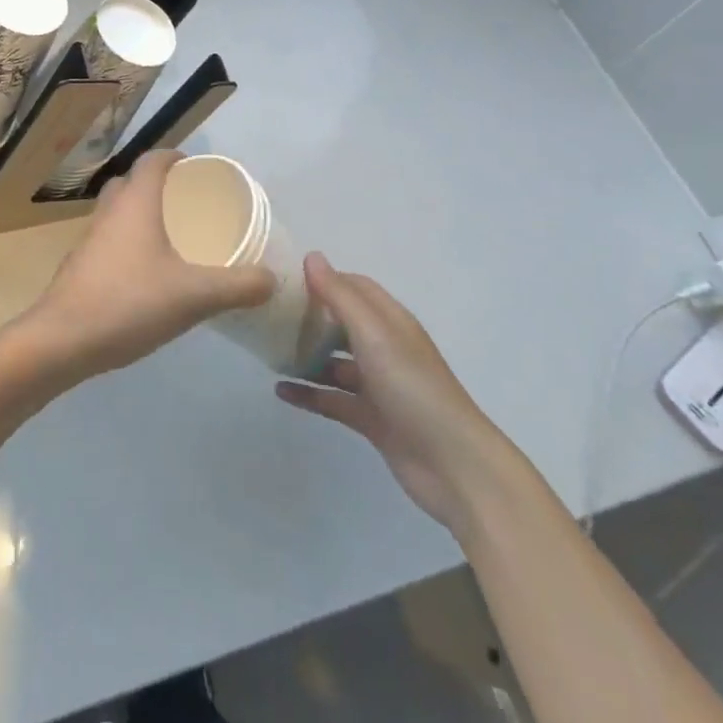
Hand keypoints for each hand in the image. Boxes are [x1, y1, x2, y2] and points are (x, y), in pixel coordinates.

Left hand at [16, 151, 274, 382]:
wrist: (63, 339)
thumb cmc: (130, 302)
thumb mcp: (195, 296)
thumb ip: (238, 286)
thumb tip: (271, 279)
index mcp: (135, 203)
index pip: (153, 160)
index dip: (175, 157)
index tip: (197, 168)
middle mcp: (109, 211)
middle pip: (132, 182)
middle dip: (159, 185)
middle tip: (189, 204)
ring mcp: (90, 238)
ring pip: (117, 211)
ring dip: (141, 214)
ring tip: (172, 237)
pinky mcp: (80, 264)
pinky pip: (109, 239)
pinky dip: (128, 242)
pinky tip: (147, 273)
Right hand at [275, 253, 514, 534]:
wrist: (453, 466)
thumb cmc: (413, 388)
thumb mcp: (374, 334)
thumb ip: (340, 296)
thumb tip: (311, 256)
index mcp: (390, 322)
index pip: (354, 287)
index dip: (323, 279)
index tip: (285, 278)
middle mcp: (384, 348)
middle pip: (341, 323)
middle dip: (309, 317)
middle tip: (269, 314)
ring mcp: (378, 385)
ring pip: (334, 362)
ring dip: (305, 356)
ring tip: (268, 352)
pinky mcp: (371, 418)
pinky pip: (332, 399)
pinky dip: (308, 393)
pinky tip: (280, 391)